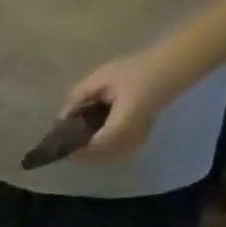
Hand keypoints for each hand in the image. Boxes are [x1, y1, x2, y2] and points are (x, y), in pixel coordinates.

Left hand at [61, 49, 178, 160]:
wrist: (169, 70)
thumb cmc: (136, 71)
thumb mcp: (103, 78)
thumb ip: (79, 97)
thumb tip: (61, 116)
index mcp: (117, 129)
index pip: (88, 148)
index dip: (71, 148)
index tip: (56, 143)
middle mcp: (126, 143)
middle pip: (94, 156)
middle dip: (78, 149)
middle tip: (64, 140)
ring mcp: (133, 145)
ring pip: (104, 156)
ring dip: (89, 149)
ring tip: (76, 137)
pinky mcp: (138, 142)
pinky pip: (113, 152)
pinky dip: (101, 147)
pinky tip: (93, 135)